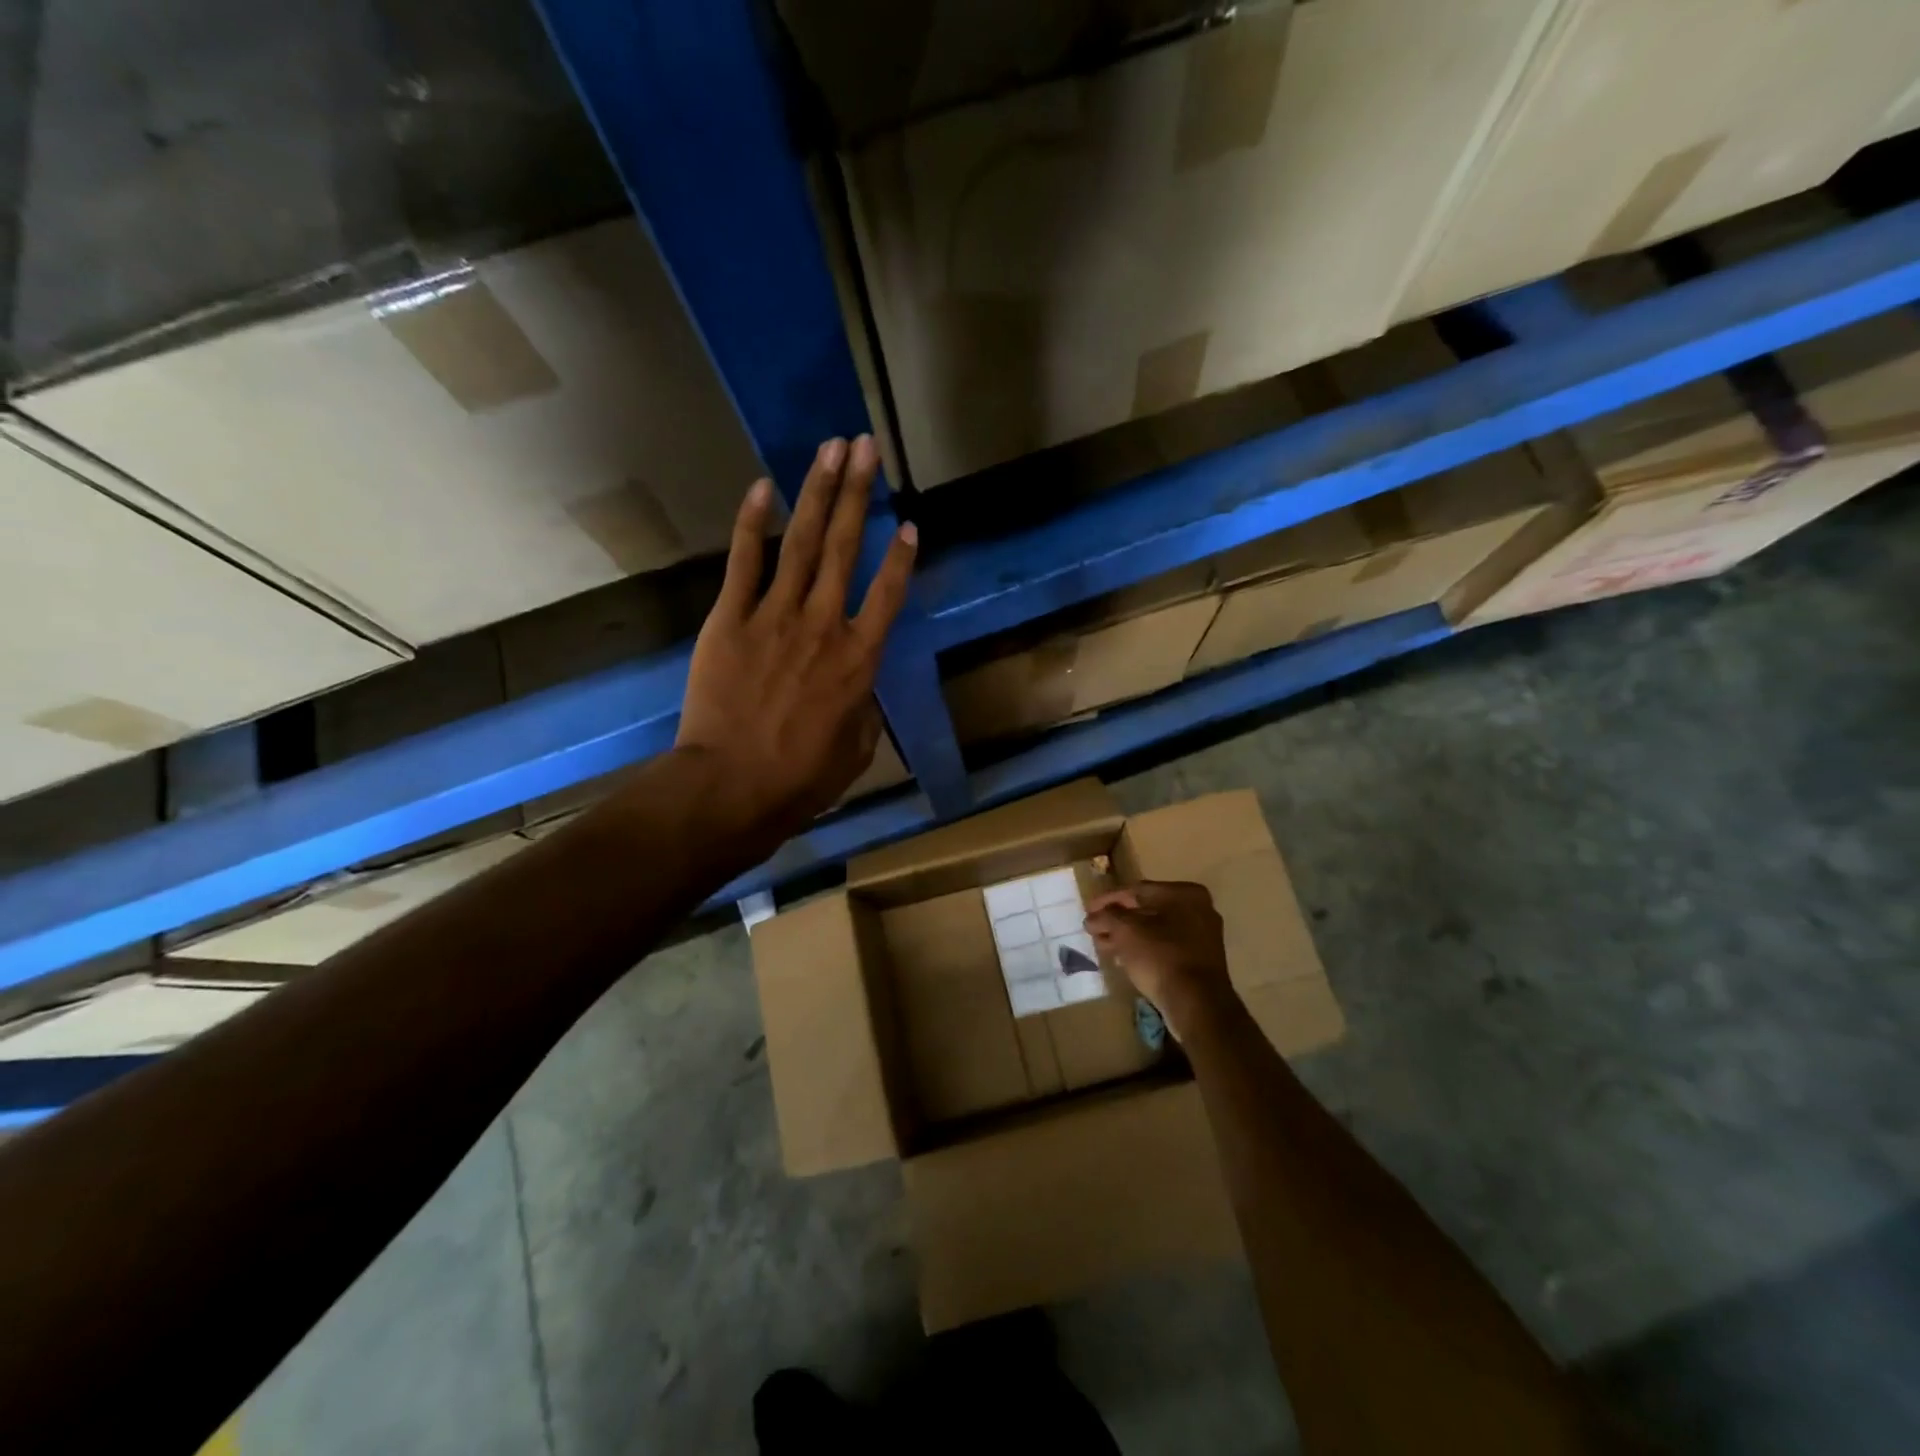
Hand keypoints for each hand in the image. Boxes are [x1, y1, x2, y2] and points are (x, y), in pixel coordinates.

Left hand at [676, 435, 915, 843]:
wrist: (732, 787)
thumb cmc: (801, 778)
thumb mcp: (855, 750)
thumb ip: (864, 709)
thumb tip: (858, 688)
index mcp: (860, 660)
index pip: (890, 595)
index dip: (902, 557)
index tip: (909, 523)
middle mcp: (825, 625)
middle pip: (846, 548)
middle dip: (858, 493)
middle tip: (866, 446)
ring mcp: (775, 616)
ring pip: (801, 542)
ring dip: (818, 491)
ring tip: (831, 448)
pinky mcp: (730, 619)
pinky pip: (744, 562)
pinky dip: (752, 523)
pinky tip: (762, 486)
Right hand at [1085, 881, 1237, 1039]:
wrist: (1196, 1005)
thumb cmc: (1161, 957)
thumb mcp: (1126, 931)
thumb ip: (1107, 917)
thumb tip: (1093, 917)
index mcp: (1185, 894)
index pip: (1137, 890)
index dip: (1108, 900)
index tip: (1088, 910)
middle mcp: (1198, 910)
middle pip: (1147, 910)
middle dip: (1117, 920)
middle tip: (1093, 928)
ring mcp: (1202, 937)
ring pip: (1154, 931)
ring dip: (1127, 936)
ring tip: (1101, 945)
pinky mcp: (1199, 962)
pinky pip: (1164, 948)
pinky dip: (1142, 950)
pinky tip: (1121, 959)